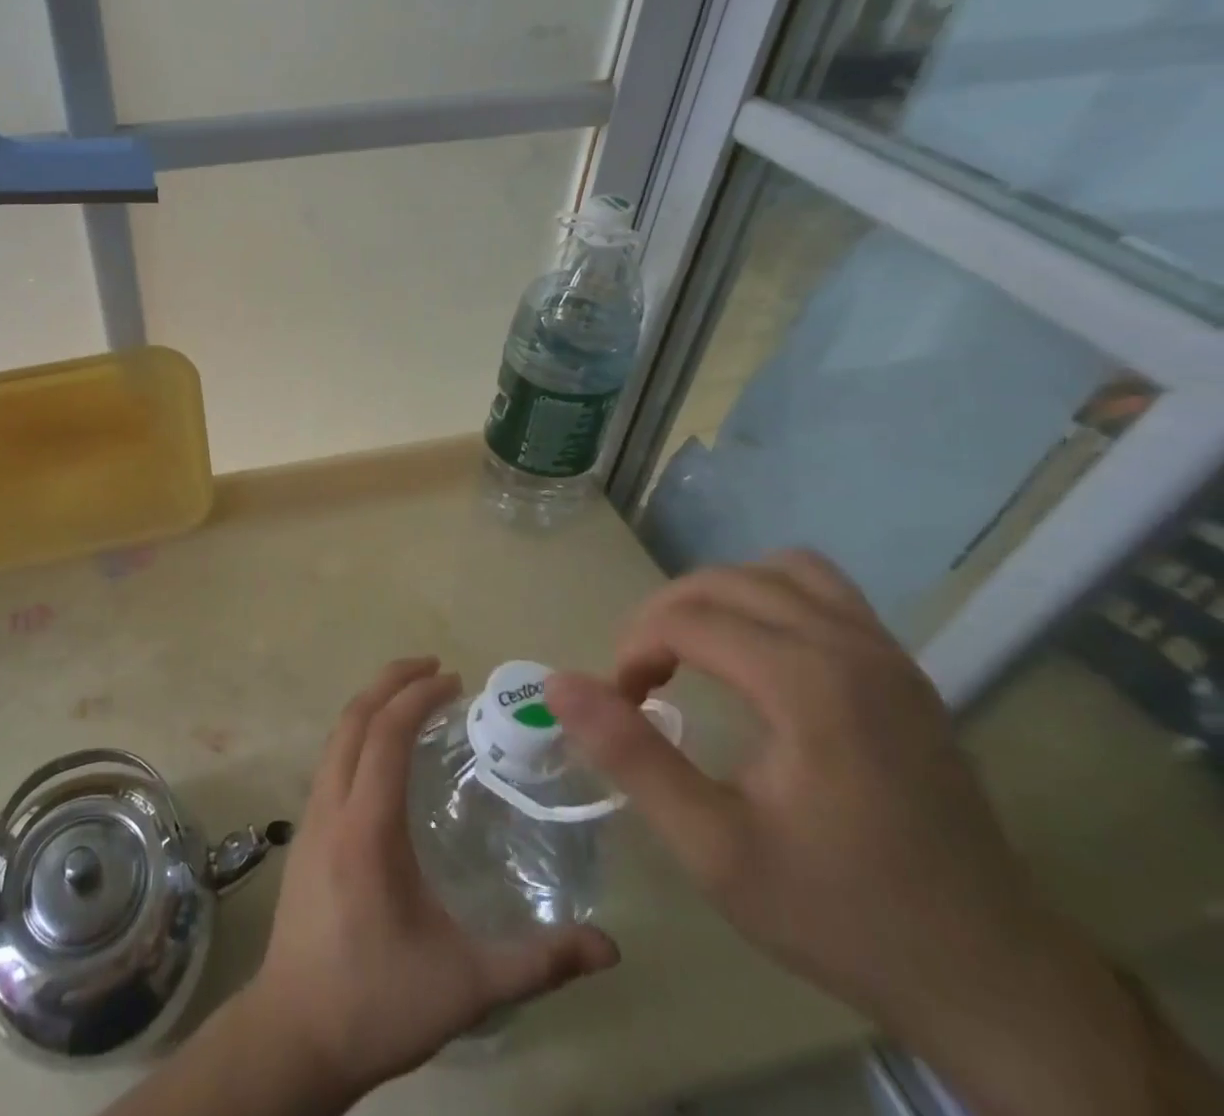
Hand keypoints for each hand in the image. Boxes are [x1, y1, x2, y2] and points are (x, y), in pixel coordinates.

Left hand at [246, 656, 618, 1097]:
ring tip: (411, 699)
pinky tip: (383, 755)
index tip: (454, 679)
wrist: (295, 1034)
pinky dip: (357, 734)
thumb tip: (609, 947)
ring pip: (336, 737)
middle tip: (434, 668)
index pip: (386, 734)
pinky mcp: (304, 834)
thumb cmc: (378, 1002)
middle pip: (353, 719)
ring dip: (371, 705)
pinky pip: (330, 760)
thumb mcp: (468, 986)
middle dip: (390, 682)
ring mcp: (310, 817)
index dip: (417, 696)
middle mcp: (331, 806)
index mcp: (366, 826)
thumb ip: (538, 962)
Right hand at [544, 551, 1218, 1115]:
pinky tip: (757, 655)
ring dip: (719, 596)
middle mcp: (852, 646)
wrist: (993, 979)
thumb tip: (557, 683)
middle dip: (663, 616)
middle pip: (724, 582)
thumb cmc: (841, 912)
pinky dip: (771, 599)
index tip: (620, 703)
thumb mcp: (714, 848)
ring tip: (695, 650)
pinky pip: (823, 592)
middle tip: (642, 678)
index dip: (634, 650)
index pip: (687, 619)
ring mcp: (888, 653)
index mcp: (808, 683)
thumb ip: (631, 756)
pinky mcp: (905, 671)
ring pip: (778, 570)